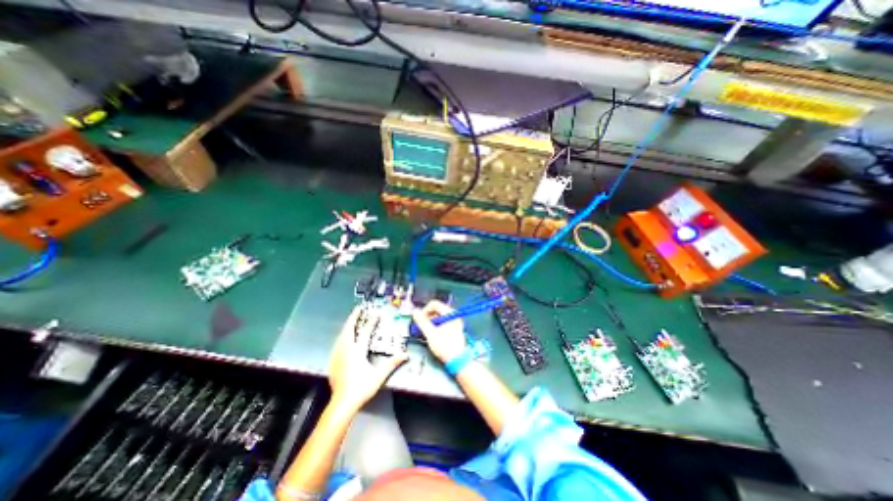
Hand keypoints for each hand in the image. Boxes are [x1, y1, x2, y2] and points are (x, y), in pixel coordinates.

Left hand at [329, 307, 408, 411]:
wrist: (341, 404)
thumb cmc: (361, 389)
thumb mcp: (378, 376)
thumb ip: (391, 363)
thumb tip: (405, 355)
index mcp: (357, 352)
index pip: (365, 332)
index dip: (371, 321)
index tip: (376, 313)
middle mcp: (345, 350)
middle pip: (348, 329)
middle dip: (353, 317)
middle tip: (358, 309)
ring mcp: (337, 356)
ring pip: (341, 336)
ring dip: (347, 326)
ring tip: (352, 320)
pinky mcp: (332, 362)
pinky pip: (337, 343)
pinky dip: (342, 336)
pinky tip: (343, 338)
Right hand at [412, 302, 466, 363]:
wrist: (458, 359)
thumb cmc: (445, 347)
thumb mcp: (430, 334)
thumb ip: (422, 321)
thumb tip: (415, 312)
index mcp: (449, 313)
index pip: (434, 304)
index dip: (424, 310)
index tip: (420, 320)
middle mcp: (454, 314)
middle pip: (437, 309)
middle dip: (428, 316)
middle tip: (423, 327)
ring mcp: (455, 320)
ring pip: (439, 315)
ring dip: (431, 321)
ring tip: (429, 331)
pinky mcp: (455, 326)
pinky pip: (443, 320)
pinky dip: (437, 324)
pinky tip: (435, 333)